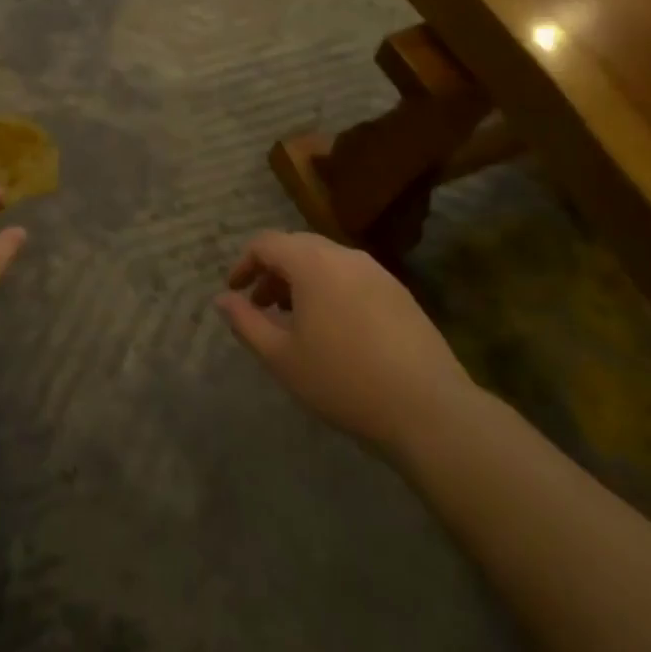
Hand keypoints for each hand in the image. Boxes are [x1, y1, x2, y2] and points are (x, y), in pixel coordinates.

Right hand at [215, 231, 475, 452]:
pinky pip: (352, 278)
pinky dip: (330, 290)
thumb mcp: (281, 357)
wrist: (427, 408)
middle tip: (260, 307)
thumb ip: (246, 322)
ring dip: (302, 282)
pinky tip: (333, 331)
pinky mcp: (400, 293)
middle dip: (273, 273)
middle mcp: (345, 256)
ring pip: (327, 262)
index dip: (244, 264)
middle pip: (298, 248)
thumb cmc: (342, 380)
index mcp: (312, 262)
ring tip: (294, 321)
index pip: (267, 243)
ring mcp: (377, 272)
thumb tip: (223, 299)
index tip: (235, 292)